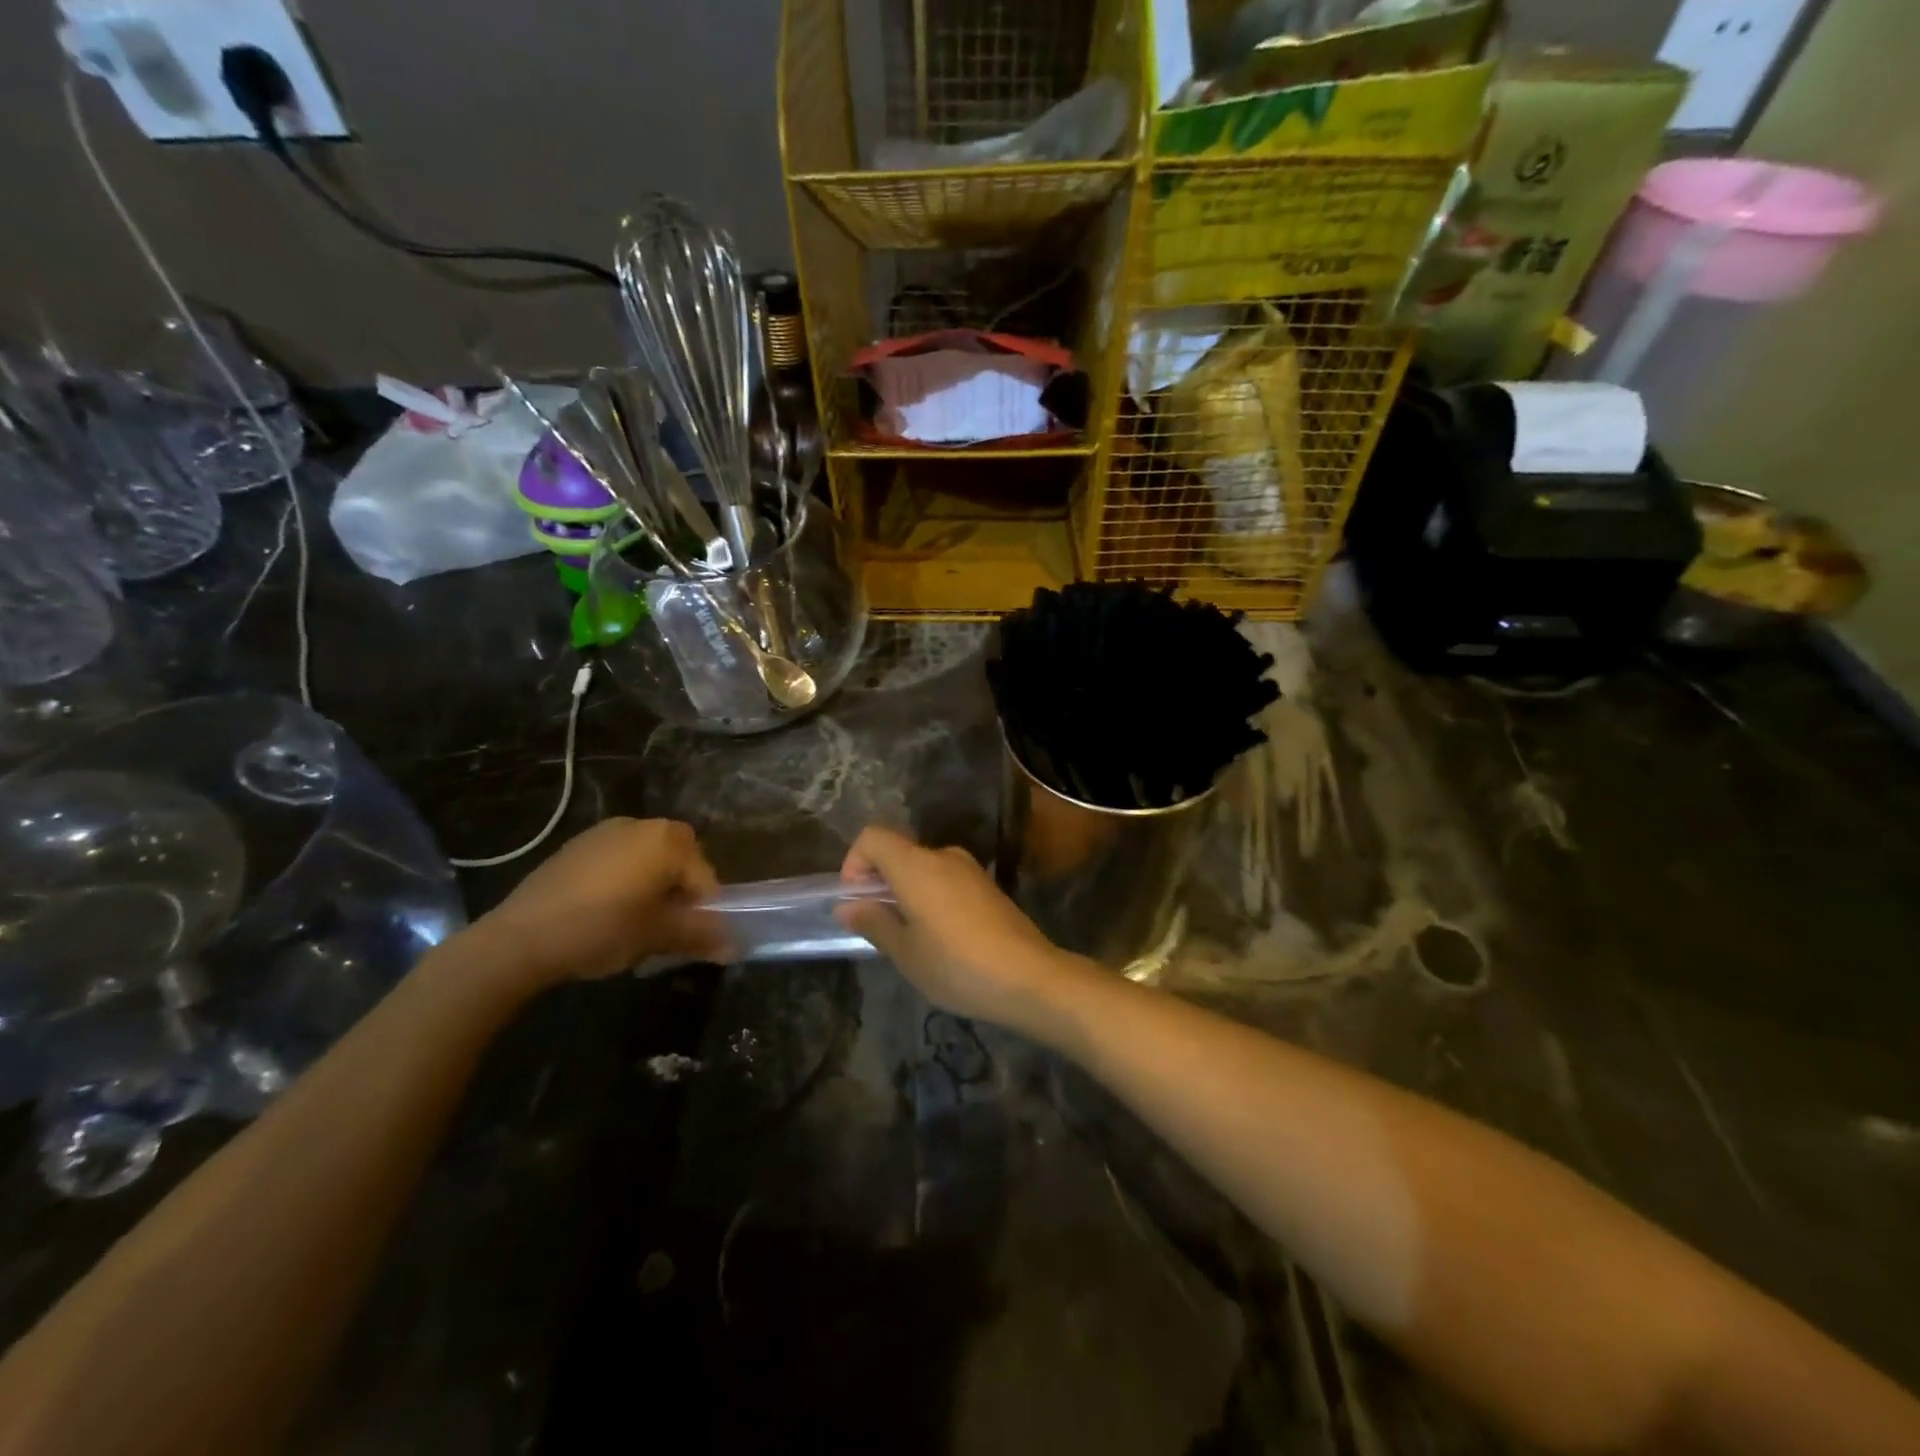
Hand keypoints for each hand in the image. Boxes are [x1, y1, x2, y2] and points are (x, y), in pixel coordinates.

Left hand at [484, 819, 728, 985]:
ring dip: (653, 884)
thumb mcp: (657, 937)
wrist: (518, 939)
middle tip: (667, 927)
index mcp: (667, 841)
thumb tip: (735, 947)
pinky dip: (624, 880)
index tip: (693, 939)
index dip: (705, 911)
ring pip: (648, 858)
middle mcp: (642, 825)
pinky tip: (605, 912)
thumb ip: (700, 936)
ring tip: (636, 922)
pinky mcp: (578, 845)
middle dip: (680, 892)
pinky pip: (618, 859)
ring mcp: (606, 831)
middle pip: (679, 860)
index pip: (705, 877)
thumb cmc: (600, 930)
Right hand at [834, 826, 1071, 1027]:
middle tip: (877, 924)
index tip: (856, 900)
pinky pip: (946, 879)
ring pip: (923, 867)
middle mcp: (943, 856)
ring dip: (906, 891)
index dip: (854, 862)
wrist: (1030, 976)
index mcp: (916, 865)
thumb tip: (847, 905)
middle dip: (879, 881)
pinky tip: (940, 937)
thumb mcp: (906, 952)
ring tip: (908, 936)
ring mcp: (970, 869)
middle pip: (898, 851)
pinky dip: (931, 896)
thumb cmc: (957, 965)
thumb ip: (874, 922)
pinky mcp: (988, 886)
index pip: (872, 837)